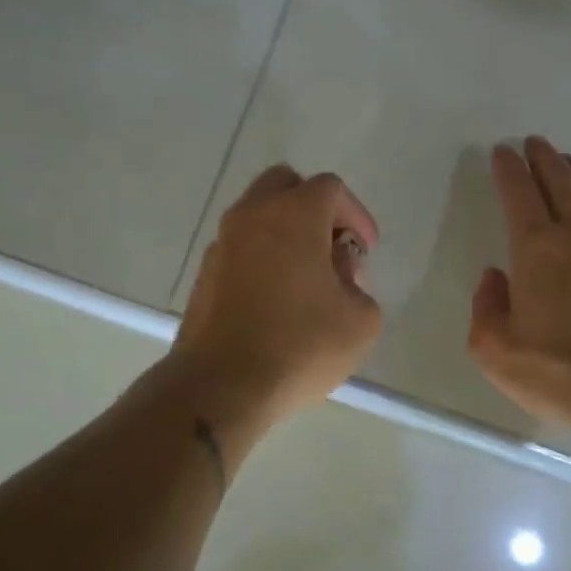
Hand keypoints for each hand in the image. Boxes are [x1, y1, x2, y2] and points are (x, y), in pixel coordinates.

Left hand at [173, 165, 382, 424]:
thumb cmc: (299, 346)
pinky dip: (262, 256)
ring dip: (286, 232)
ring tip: (307, 278)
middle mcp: (252, 216)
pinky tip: (276, 298)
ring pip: (258, 215)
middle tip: (332, 248)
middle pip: (285, 185)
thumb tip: (337, 275)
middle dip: (314, 208)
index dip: (356, 215)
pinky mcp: (205, 273)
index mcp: (294, 215)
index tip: (365, 250)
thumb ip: (360, 287)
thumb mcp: (361, 322)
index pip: (330, 189)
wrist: (220, 385)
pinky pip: (241, 247)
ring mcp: (222, 243)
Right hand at [469, 137, 570, 431]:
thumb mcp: (496, 351)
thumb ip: (486, 308)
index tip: (503, 152)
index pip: (519, 193)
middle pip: (562, 181)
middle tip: (535, 143)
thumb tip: (495, 278)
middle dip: (544, 158)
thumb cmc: (559, 373)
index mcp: (537, 249)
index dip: (509, 168)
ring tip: (570, 164)